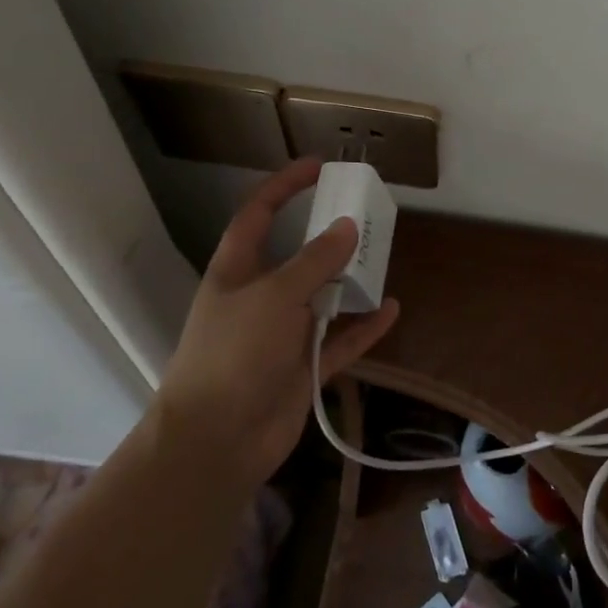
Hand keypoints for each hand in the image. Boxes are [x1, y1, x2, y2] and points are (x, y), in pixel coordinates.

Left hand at [157, 158, 399, 484]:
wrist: (217, 441)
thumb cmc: (234, 354)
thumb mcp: (274, 296)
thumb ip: (314, 261)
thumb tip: (348, 228)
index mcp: (237, 271)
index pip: (258, 215)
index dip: (283, 187)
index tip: (318, 167)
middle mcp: (259, 297)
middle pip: (297, 255)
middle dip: (328, 235)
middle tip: (365, 215)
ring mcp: (282, 334)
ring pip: (323, 297)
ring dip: (350, 281)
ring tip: (382, 258)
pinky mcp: (303, 367)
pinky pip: (340, 340)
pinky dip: (364, 326)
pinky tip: (391, 309)